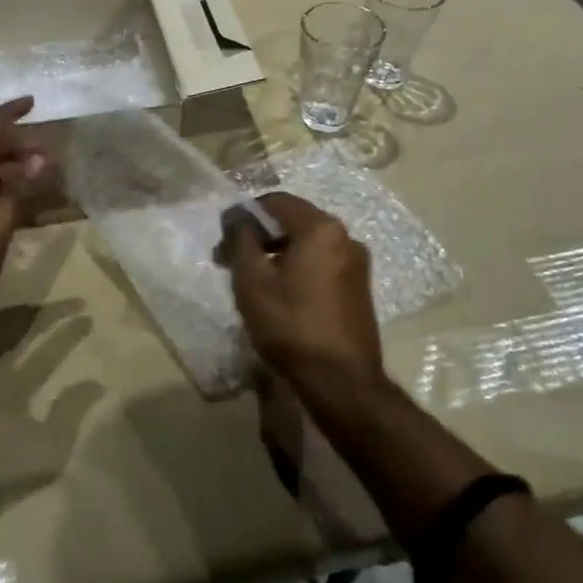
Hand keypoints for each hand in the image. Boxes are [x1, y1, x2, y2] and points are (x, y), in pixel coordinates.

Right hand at [220, 193, 384, 393]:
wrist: (341, 381)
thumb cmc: (290, 324)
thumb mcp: (252, 280)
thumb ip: (241, 239)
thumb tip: (237, 217)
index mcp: (322, 228)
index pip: (276, 201)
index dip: (244, 215)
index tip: (223, 241)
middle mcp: (346, 237)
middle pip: (293, 221)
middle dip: (259, 237)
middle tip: (231, 262)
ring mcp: (356, 264)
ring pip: (307, 245)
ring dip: (277, 255)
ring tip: (252, 282)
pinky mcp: (358, 289)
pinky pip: (321, 264)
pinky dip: (297, 270)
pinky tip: (280, 296)